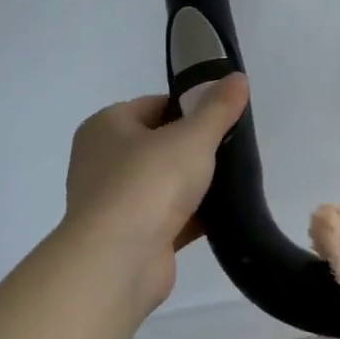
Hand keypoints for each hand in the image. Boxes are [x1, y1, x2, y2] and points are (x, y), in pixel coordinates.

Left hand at [60, 74, 248, 317]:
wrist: (119, 261)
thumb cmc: (149, 182)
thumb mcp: (193, 136)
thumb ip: (218, 108)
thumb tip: (238, 77)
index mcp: (105, 127)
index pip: (154, 106)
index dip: (189, 108)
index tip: (222, 118)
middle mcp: (101, 161)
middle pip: (159, 145)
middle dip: (195, 148)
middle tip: (233, 149)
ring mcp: (113, 203)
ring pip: (164, 184)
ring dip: (195, 185)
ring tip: (235, 180)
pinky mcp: (129, 238)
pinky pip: (168, 218)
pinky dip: (193, 216)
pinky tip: (226, 214)